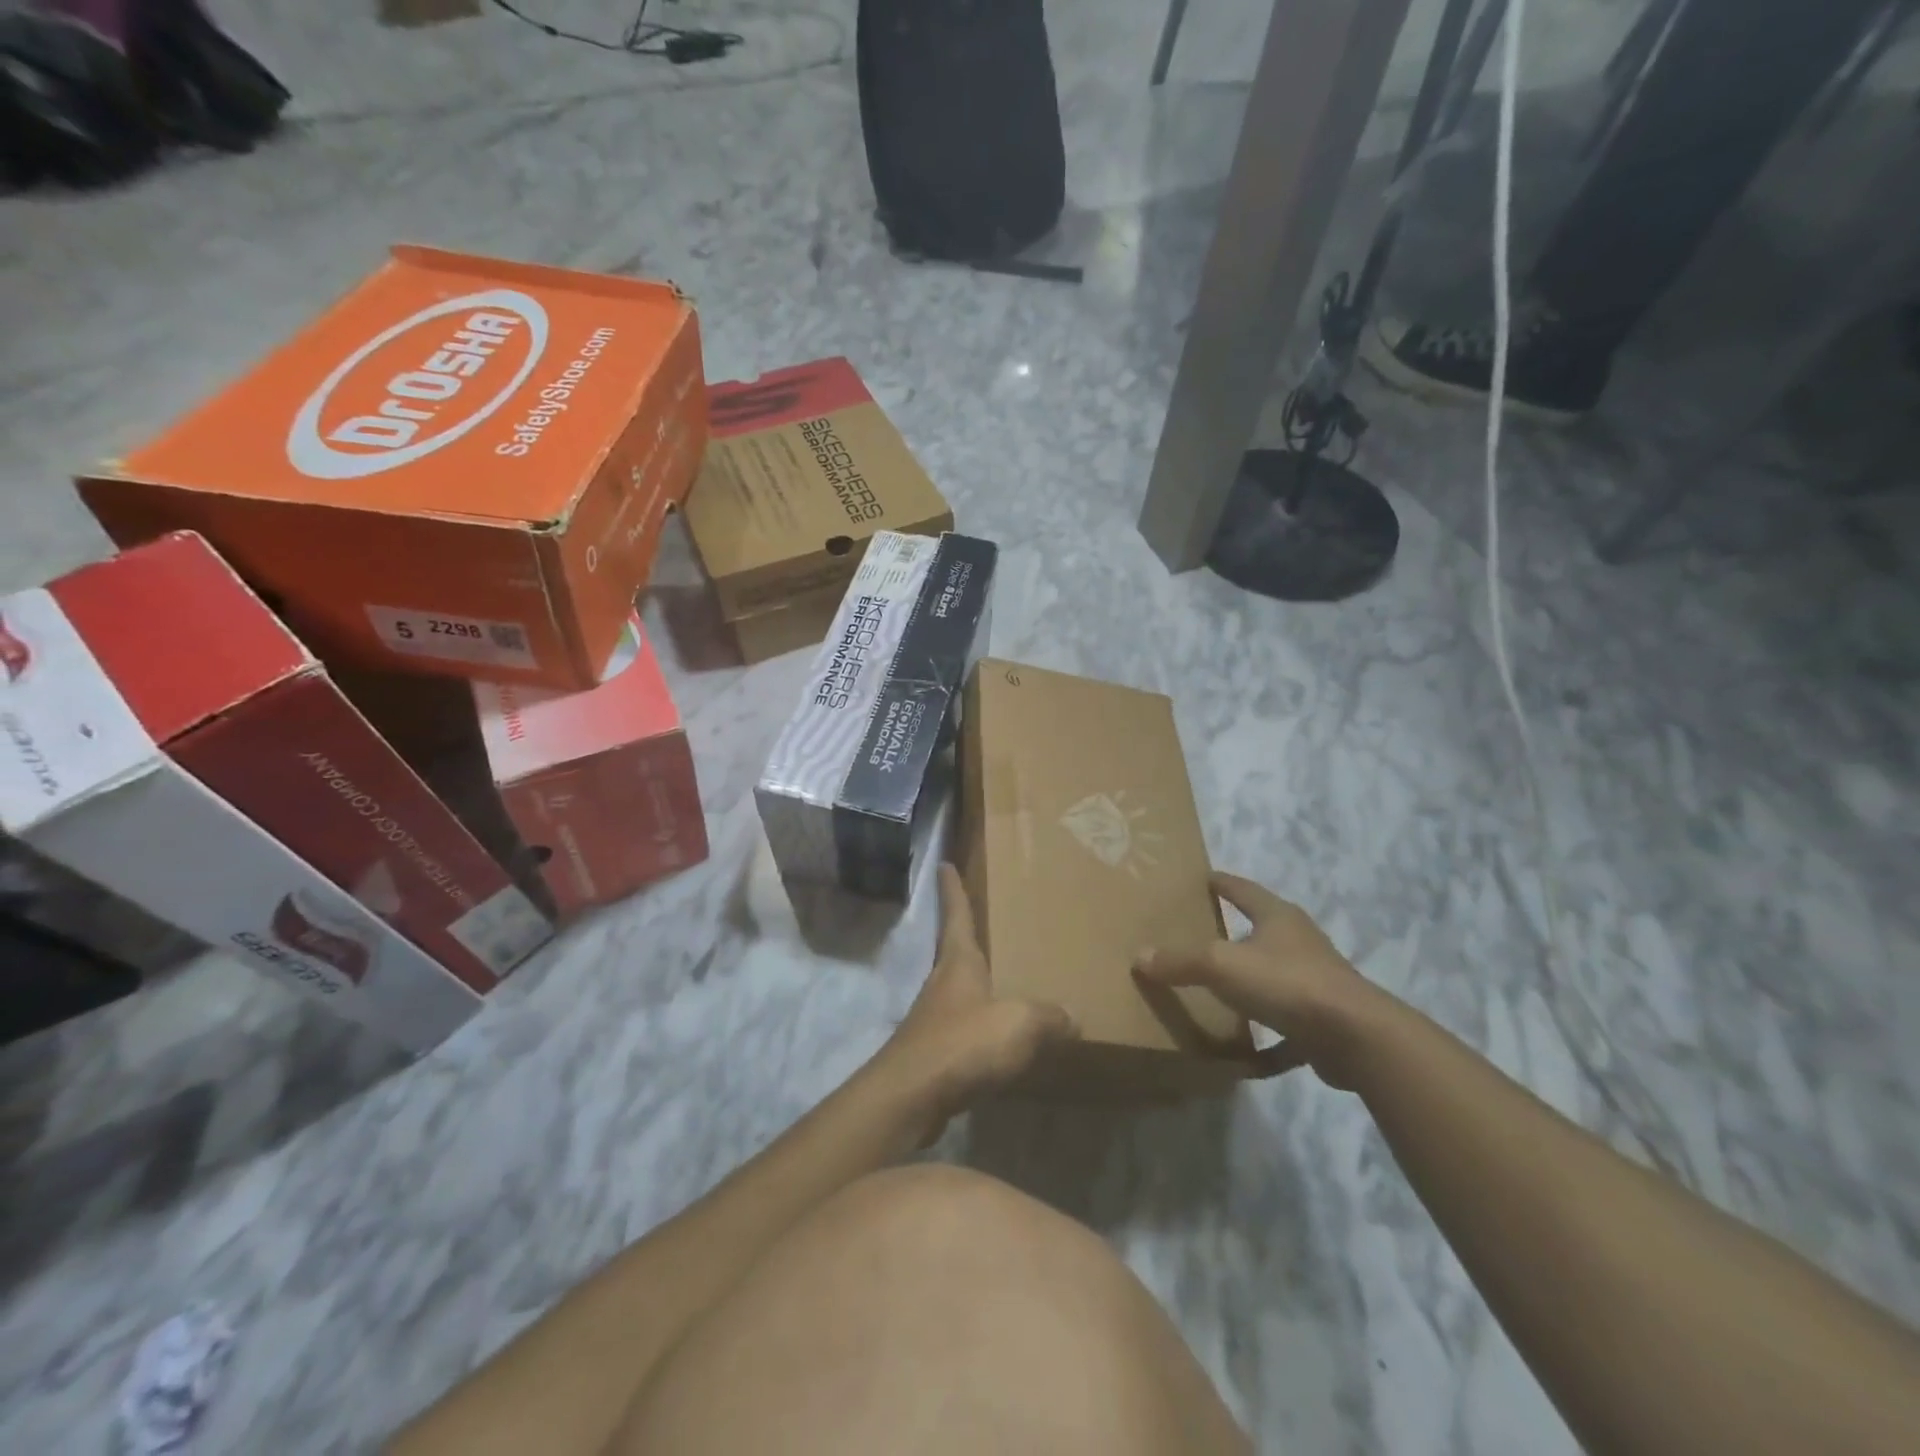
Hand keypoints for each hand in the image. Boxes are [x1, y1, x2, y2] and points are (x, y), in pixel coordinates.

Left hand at [873, 864, 1078, 1138]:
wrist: (911, 1096)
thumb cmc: (963, 1043)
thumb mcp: (1019, 1023)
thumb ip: (1049, 1017)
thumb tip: (1072, 1017)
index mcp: (959, 962)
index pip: (956, 913)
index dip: (952, 888)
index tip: (942, 863)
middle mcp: (942, 983)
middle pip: (955, 949)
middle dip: (967, 933)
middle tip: (988, 920)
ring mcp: (934, 1018)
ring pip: (959, 990)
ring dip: (976, 983)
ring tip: (1005, 981)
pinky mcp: (934, 1052)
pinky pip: (963, 1028)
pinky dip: (981, 1026)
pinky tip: (999, 1040)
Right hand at [1133, 872, 1383, 1089]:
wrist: (1356, 1038)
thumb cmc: (1286, 983)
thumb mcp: (1221, 965)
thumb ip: (1180, 960)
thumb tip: (1140, 956)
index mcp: (1278, 917)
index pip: (1243, 890)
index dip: (1221, 882)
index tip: (1202, 878)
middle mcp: (1300, 942)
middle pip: (1264, 928)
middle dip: (1237, 930)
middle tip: (1202, 933)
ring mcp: (1317, 981)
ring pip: (1277, 976)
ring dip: (1254, 981)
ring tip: (1222, 991)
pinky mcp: (1325, 1021)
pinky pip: (1288, 1027)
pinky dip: (1269, 1039)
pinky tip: (1249, 1055)